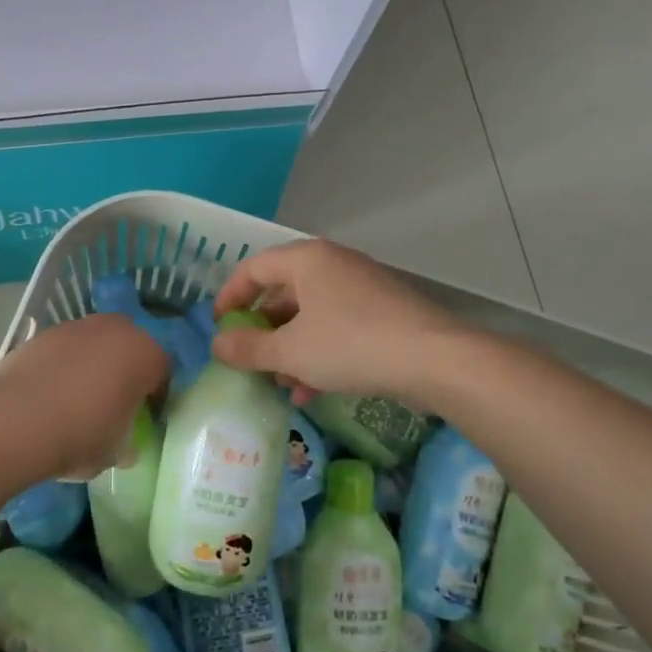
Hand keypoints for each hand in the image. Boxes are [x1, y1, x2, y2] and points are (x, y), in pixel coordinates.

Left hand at [0, 314, 168, 480]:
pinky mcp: (43, 333)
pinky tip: (50, 394)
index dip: (156, 396)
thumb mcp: (114, 452)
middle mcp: (115, 330)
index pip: (162, 372)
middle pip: (129, 347)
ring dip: (93, 364)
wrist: (15, 420)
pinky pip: (64, 349)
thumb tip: (124, 445)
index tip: (145, 418)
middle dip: (125, 370)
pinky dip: (63, 365)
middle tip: (114, 402)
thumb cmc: (80, 436)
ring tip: (77, 398)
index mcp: (144, 354)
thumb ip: (126, 442)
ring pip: (95, 344)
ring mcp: (76, 327)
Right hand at [211, 240, 461, 408]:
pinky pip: (337, 327)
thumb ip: (249, 348)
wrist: (435, 360)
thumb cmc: (351, 345)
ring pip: (311, 315)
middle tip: (248, 359)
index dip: (230, 296)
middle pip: (283, 292)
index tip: (219, 326)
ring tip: (280, 383)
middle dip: (263, 330)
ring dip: (290, 348)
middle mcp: (333, 265)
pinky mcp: (382, 313)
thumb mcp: (291, 351)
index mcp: (307, 260)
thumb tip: (217, 345)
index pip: (254, 267)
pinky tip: (311, 390)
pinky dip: (318, 353)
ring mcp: (361, 288)